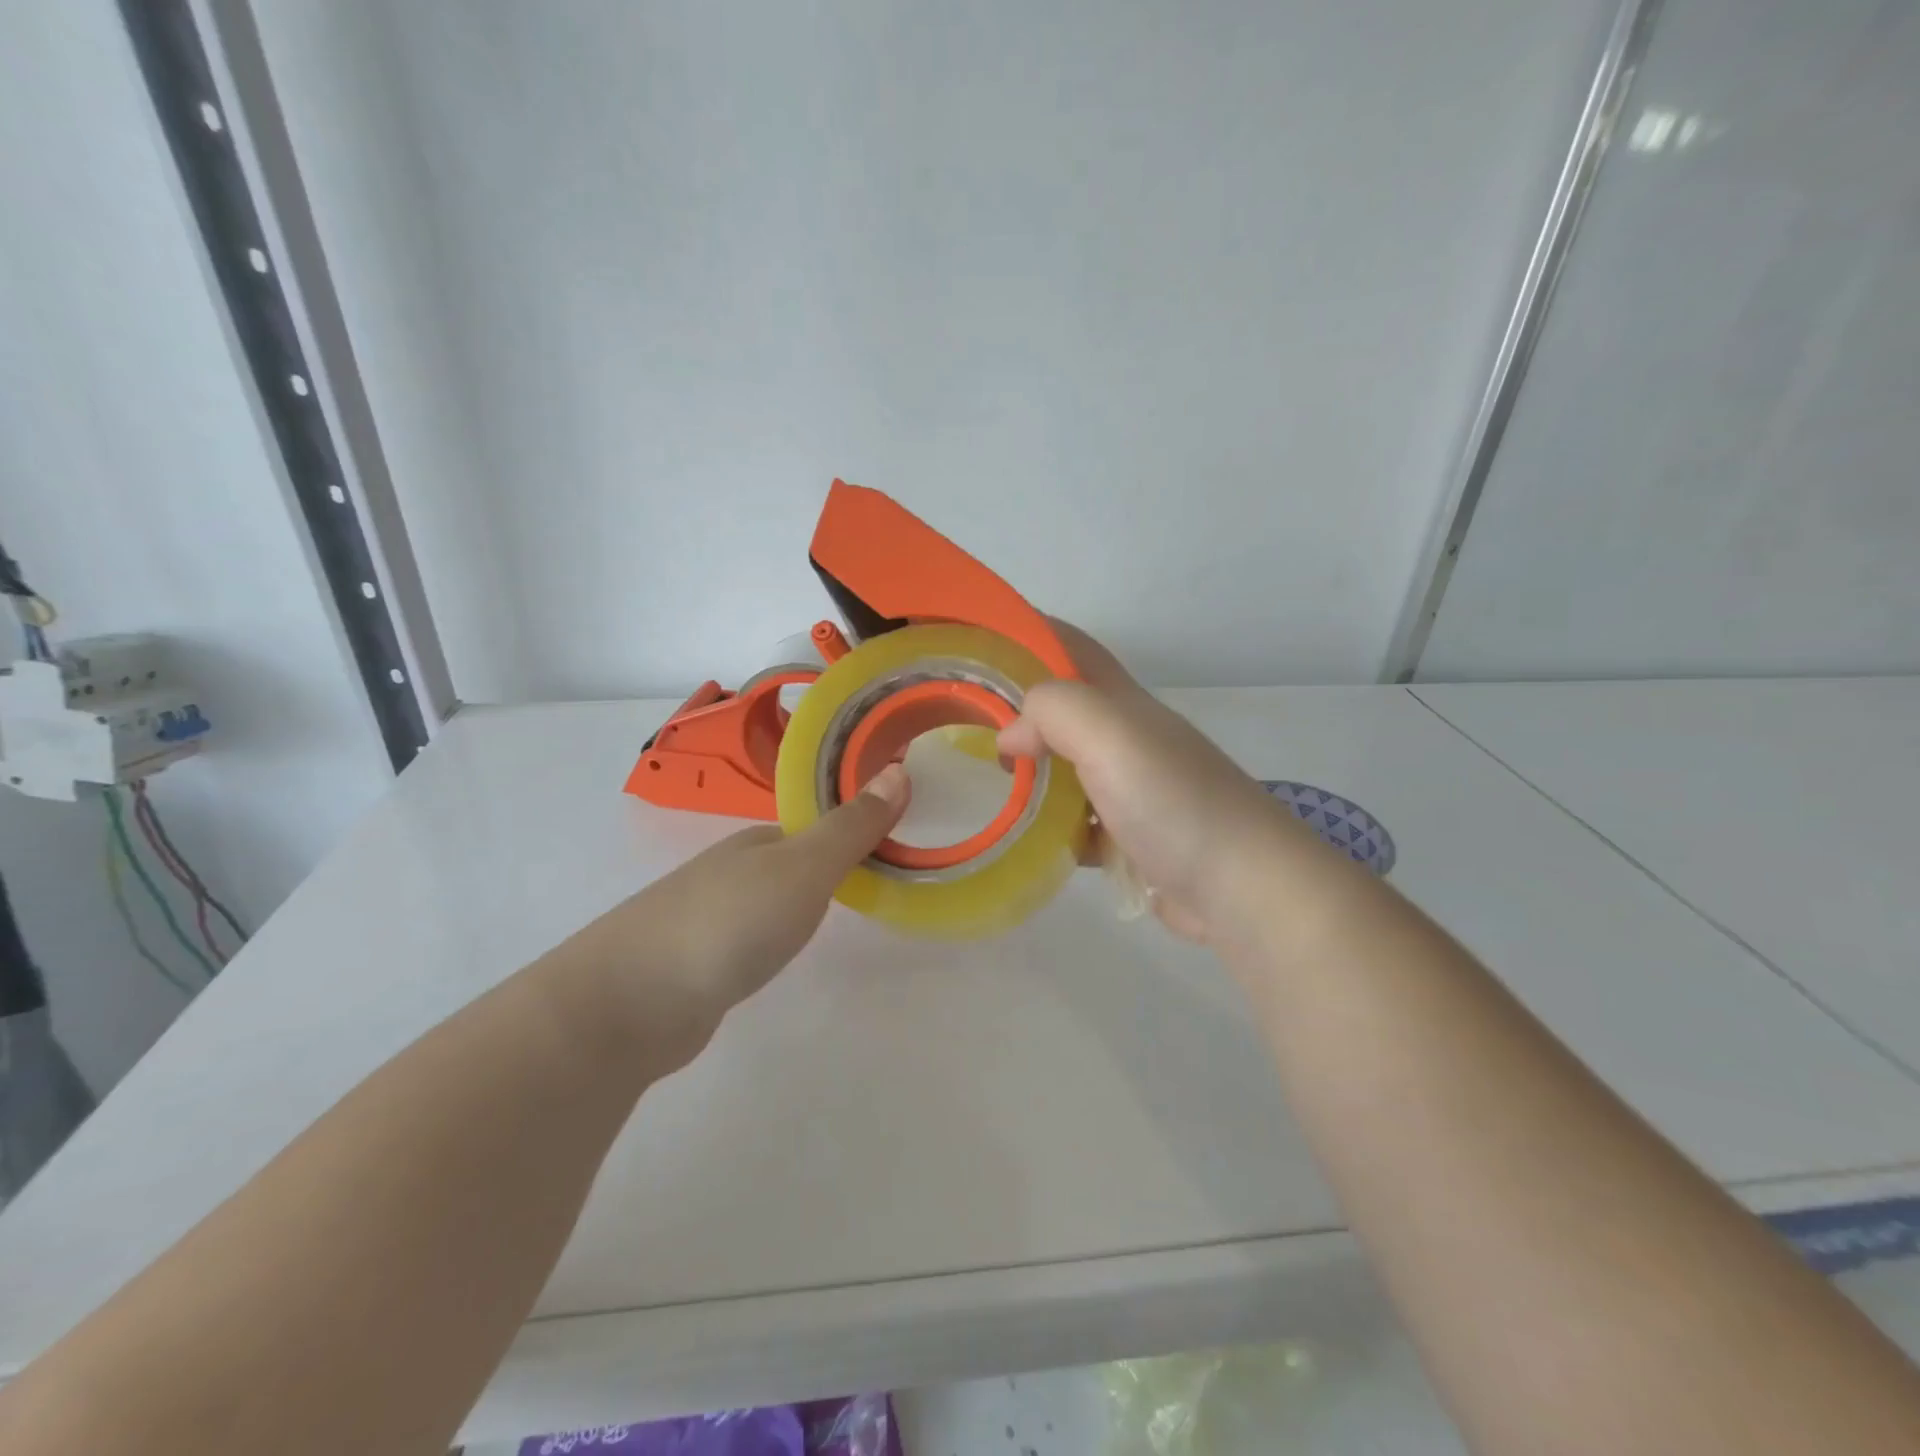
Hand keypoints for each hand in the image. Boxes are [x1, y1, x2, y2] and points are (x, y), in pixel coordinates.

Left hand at [550, 764, 909, 1062]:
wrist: (629, 1003)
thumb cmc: (729, 922)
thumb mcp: (804, 868)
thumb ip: (851, 827)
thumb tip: (899, 770)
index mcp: (758, 841)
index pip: (817, 825)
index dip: (856, 828)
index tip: (898, 843)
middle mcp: (731, 869)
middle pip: (792, 858)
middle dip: (831, 865)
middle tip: (880, 883)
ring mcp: (708, 915)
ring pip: (769, 896)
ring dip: (801, 900)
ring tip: (839, 916)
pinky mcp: (695, 961)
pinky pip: (748, 934)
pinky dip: (772, 935)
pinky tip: (776, 954)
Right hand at [997, 623, 1318, 945]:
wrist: (1244, 888)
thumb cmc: (1174, 802)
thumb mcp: (1111, 736)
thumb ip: (1054, 712)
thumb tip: (1010, 736)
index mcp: (1124, 704)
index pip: (1072, 648)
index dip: (1029, 634)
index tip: (978, 643)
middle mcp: (1129, 739)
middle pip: (1065, 709)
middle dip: (1018, 708)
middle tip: (964, 722)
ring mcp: (1133, 790)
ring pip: (1068, 767)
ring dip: (1032, 769)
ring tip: (988, 780)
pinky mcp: (1133, 838)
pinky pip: (1080, 821)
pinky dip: (1053, 825)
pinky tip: (1028, 839)